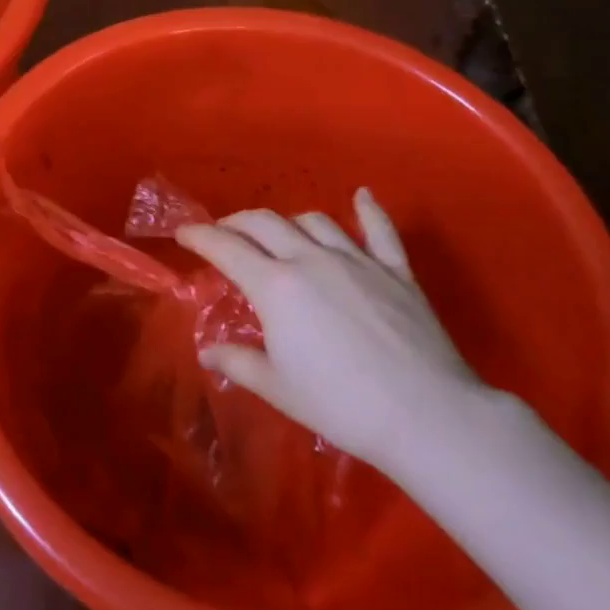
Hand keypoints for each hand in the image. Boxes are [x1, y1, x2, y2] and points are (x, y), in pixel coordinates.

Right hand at [176, 189, 482, 473]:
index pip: (226, 248)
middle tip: (224, 234)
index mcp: (276, 286)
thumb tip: (208, 352)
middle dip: (237, 223)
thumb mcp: (279, 388)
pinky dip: (368, 210)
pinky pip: (379, 230)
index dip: (200, 236)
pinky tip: (360, 196)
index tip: (183, 232)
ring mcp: (357, 260)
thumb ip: (239, 363)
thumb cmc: (341, 405)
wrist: (426, 414)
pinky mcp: (396, 271)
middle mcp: (311, 259)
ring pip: (313, 221)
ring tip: (280, 235)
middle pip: (264, 223)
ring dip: (288, 222)